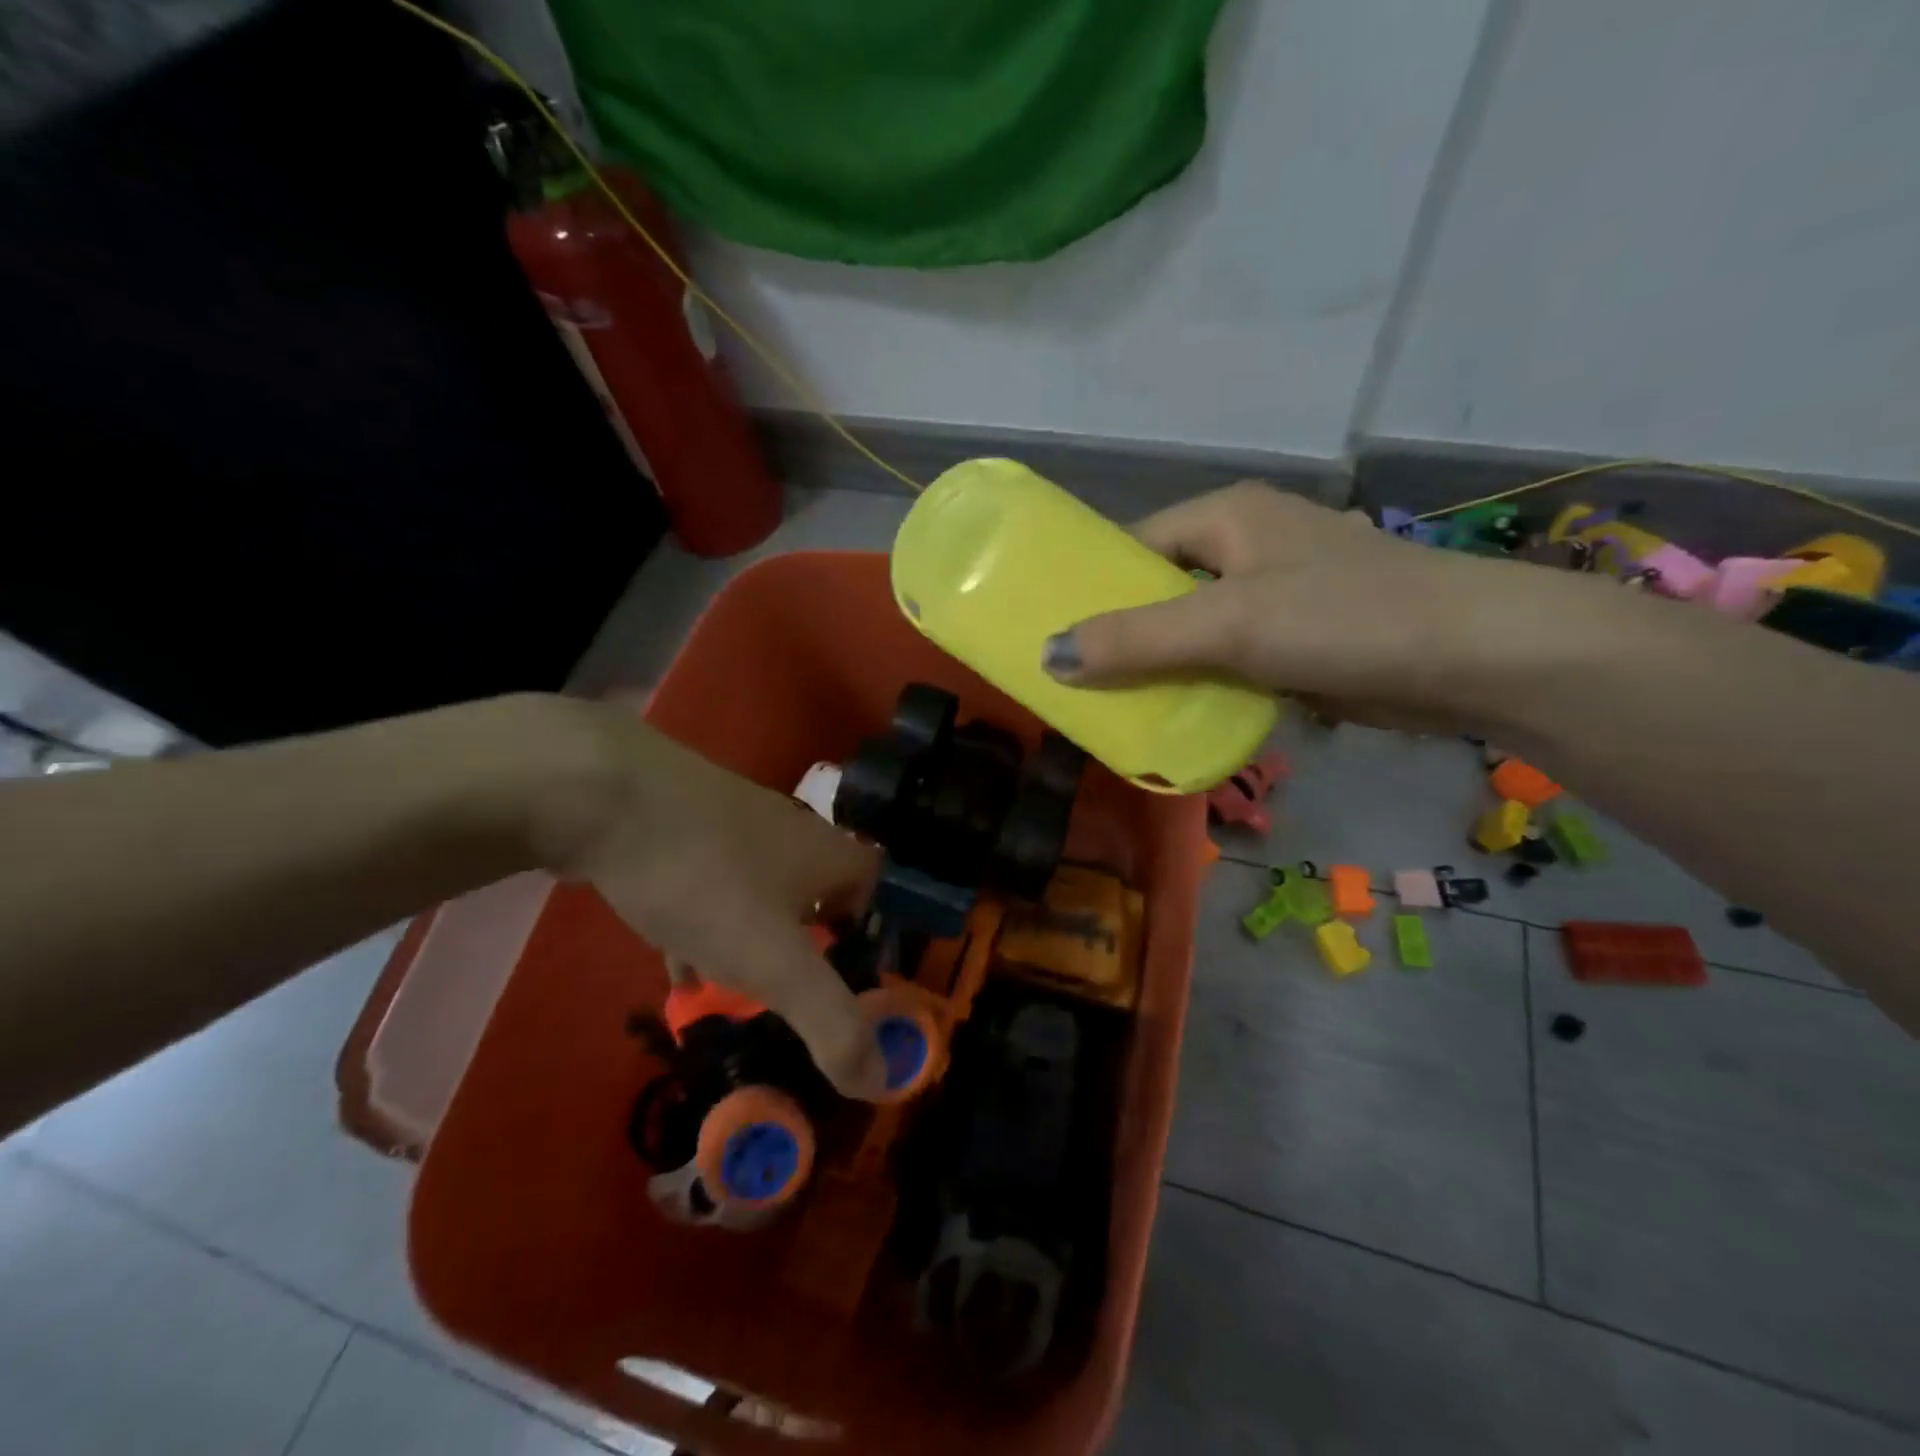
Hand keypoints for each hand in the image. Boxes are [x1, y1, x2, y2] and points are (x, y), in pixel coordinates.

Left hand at [536, 703, 883, 1098]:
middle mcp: (791, 834)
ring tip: (735, 998)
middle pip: (817, 896)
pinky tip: (681, 963)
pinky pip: (712, 886)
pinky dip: (707, 927)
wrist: (604, 795)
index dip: (871, 937)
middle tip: (789, 1002)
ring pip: (760, 894)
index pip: (875, 891)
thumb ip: (831, 1023)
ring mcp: (735, 825)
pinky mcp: (684, 827)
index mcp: (828, 855)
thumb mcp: (774, 961)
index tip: (848, 987)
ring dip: (754, 942)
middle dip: (807, 950)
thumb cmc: (706, 878)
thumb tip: (881, 1082)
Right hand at [1041, 482, 1594, 735]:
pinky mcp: (1303, 637)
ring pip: (1197, 627)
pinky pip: (1232, 657)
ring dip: (1163, 664)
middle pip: (1164, 588)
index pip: (1136, 544)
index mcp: (1229, 516)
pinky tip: (1179, 715)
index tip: (1054, 632)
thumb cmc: (1343, 617)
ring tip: (1115, 705)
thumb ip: (1135, 640)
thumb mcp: (1227, 624)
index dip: (1093, 585)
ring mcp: (1281, 591)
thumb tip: (1047, 657)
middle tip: (1077, 679)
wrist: (1477, 657)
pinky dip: (1204, 682)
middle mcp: (1252, 544)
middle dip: (1124, 633)